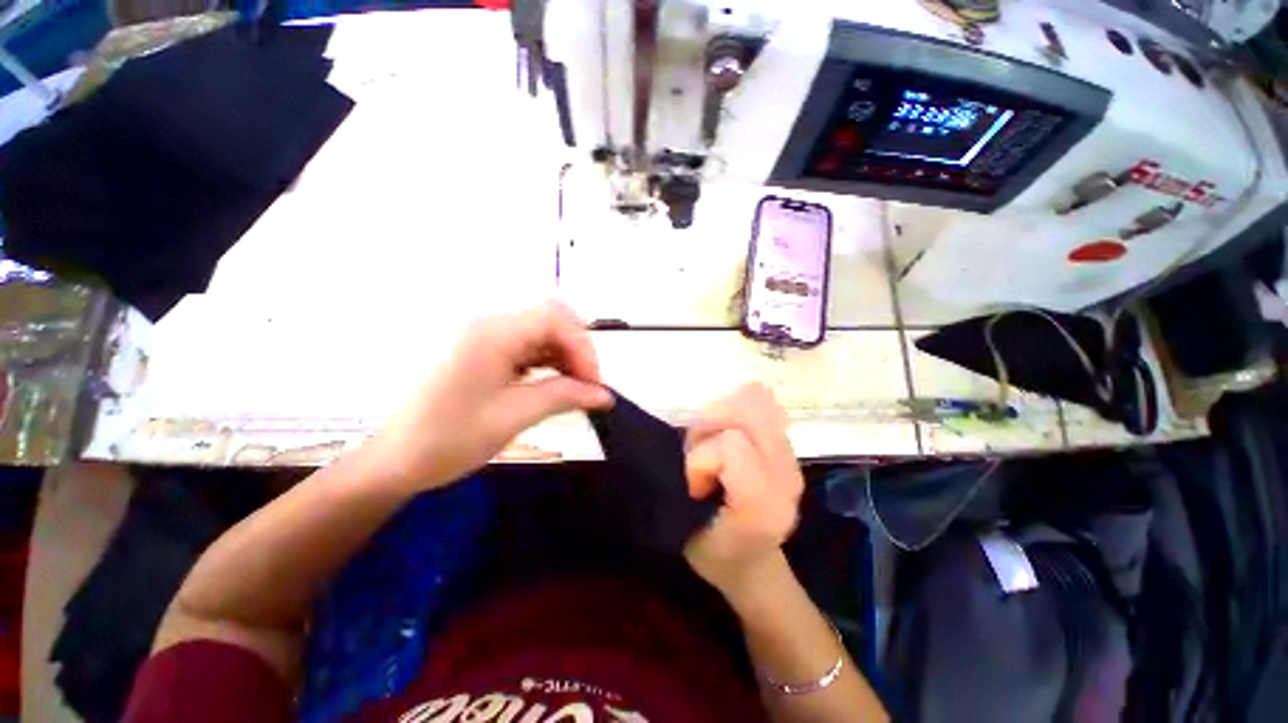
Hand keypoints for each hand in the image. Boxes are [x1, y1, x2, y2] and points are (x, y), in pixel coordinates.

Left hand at [363, 302, 612, 490]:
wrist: (394, 461)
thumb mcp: (514, 417)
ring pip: (542, 334)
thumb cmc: (449, 439)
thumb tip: (605, 395)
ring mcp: (485, 338)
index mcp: (492, 334)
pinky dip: (549, 363)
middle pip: (551, 321)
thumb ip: (564, 397)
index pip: (555, 317)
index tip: (593, 383)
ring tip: (575, 390)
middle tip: (587, 387)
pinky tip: (553, 385)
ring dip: (565, 358)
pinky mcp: (485, 352)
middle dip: (577, 351)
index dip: (583, 346)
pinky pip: (528, 347)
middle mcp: (489, 326)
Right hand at [683, 383, 804, 599]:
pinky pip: (766, 409)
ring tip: (715, 440)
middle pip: (748, 414)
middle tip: (701, 447)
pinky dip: (741, 409)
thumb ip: (689, 476)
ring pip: (756, 405)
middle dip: (714, 420)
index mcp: (762, 506)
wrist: (751, 563)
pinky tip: (731, 431)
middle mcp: (787, 479)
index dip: (701, 457)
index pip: (729, 445)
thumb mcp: (686, 527)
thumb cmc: (712, 550)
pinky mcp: (791, 450)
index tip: (695, 484)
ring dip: (725, 413)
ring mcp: (794, 461)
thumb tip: (700, 427)